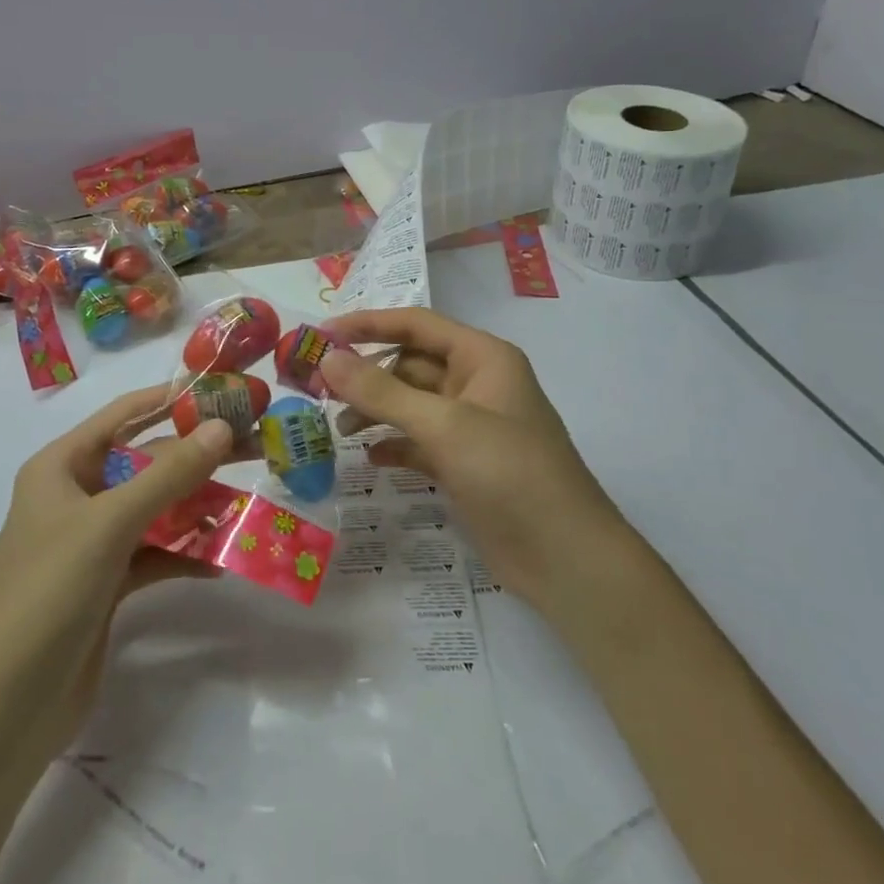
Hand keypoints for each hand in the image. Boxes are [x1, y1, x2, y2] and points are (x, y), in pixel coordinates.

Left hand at [0, 387, 234, 773]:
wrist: (11, 707)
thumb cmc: (52, 592)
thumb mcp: (112, 523)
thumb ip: (169, 473)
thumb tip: (221, 427)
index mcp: (60, 467)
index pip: (122, 415)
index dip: (170, 400)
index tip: (222, 391)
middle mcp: (74, 496)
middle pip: (145, 463)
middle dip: (195, 457)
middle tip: (252, 446)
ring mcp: (90, 542)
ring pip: (154, 508)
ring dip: (196, 507)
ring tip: (246, 504)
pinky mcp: (106, 583)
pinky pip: (153, 553)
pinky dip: (184, 554)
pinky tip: (220, 561)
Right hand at [319, 309, 624, 617]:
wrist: (566, 559)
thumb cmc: (510, 473)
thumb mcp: (444, 426)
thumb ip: (382, 391)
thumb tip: (327, 359)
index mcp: (482, 357)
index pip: (416, 324)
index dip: (367, 325)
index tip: (320, 334)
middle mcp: (476, 383)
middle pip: (409, 364)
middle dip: (366, 373)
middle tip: (317, 388)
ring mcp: (471, 426)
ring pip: (411, 404)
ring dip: (375, 410)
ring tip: (338, 428)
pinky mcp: (464, 464)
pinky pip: (418, 441)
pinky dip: (393, 444)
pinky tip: (369, 457)